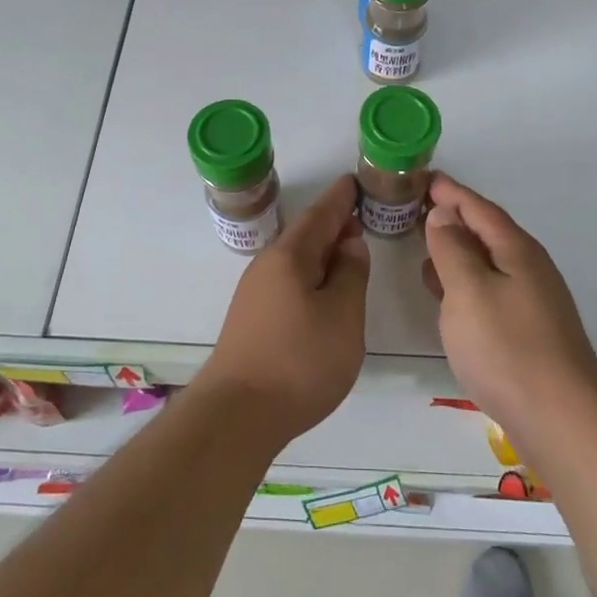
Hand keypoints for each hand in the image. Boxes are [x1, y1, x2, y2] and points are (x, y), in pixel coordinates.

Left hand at [194, 175, 369, 448]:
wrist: (237, 415)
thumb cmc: (299, 361)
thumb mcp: (342, 315)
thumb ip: (350, 274)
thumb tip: (349, 243)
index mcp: (290, 257)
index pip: (320, 215)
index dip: (340, 199)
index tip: (354, 181)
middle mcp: (267, 267)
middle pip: (304, 236)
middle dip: (332, 224)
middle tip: (358, 214)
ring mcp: (255, 295)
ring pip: (295, 261)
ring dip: (321, 252)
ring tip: (346, 251)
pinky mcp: (252, 321)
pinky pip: (288, 282)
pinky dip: (310, 276)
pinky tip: (322, 292)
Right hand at [422, 173, 596, 433]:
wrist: (561, 419)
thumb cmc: (507, 348)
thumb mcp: (468, 290)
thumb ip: (452, 249)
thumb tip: (443, 214)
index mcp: (516, 250)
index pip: (478, 208)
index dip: (449, 192)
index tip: (422, 177)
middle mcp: (528, 268)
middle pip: (486, 231)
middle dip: (452, 216)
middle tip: (414, 206)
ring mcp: (531, 300)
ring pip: (487, 261)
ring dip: (456, 249)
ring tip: (423, 243)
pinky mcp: (528, 330)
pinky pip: (489, 288)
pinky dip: (463, 280)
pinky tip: (446, 294)